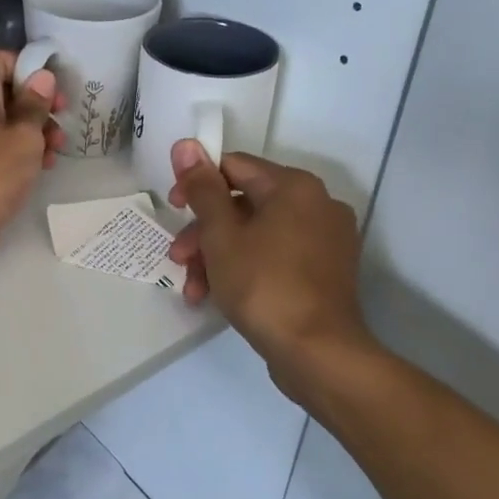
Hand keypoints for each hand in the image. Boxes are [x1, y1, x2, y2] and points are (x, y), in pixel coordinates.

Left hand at [0, 51, 64, 290]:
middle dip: (37, 103)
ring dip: (34, 131)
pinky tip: (42, 168)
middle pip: (5, 91)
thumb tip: (41, 77)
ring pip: (5, 122)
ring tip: (56, 151)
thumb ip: (35, 104)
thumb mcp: (23, 135)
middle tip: (62, 120)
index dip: (29, 66)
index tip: (54, 86)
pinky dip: (20, 152)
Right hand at [166, 140, 374, 399]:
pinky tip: (217, 297)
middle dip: (204, 231)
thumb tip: (186, 144)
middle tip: (178, 258)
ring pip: (257, 234)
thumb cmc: (263, 285)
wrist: (318, 354)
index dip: (196, 184)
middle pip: (244, 204)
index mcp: (294, 186)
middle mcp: (317, 204)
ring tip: (193, 289)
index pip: (234, 166)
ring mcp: (325, 240)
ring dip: (218, 256)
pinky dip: (245, 269)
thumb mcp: (221, 234)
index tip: (173, 211)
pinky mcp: (325, 272)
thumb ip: (202, 187)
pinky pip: (276, 256)